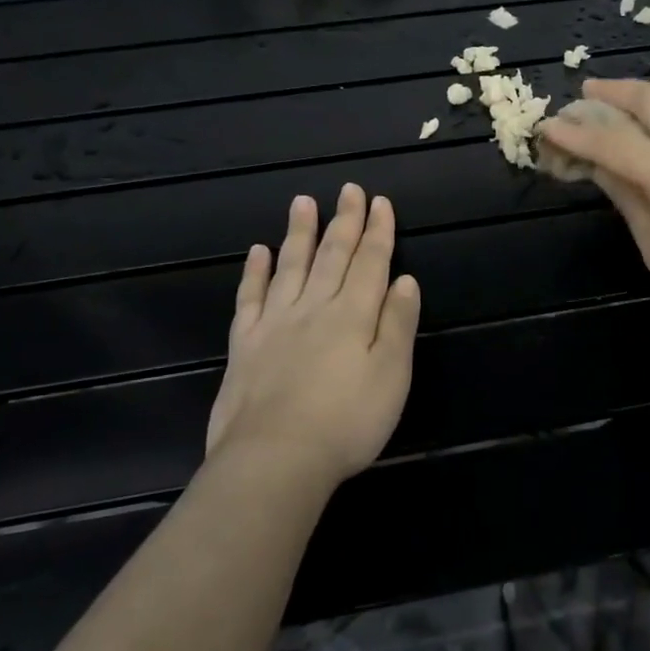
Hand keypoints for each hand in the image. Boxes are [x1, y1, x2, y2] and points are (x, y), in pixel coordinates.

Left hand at [206, 185, 421, 487]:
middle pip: (333, 255)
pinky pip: (250, 298)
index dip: (378, 230)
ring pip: (290, 266)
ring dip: (300, 232)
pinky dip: (255, 272)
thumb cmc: (347, 422)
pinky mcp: (245, 344)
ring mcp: (275, 323)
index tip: (380, 201)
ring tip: (303, 202)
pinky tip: (258, 252)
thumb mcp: (392, 376)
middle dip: (344, 221)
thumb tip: (404, 280)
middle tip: (348, 189)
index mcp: (353, 315)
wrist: (275, 461)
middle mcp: (315, 308)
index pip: (371, 262)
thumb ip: (398, 324)